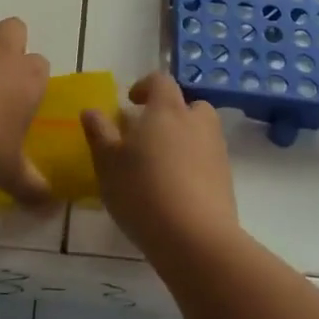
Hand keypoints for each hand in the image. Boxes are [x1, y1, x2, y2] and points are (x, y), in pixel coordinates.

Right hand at [82, 72, 237, 260]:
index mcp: (167, 109)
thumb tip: (91, 111)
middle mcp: (196, 122)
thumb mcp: (108, 162)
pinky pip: (207, 162)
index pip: (160, 81)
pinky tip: (176, 192)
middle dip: (170, 114)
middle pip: (188, 105)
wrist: (195, 238)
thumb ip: (99, 133)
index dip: (145, 86)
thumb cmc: (142, 191)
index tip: (131, 102)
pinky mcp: (226, 180)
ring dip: (183, 141)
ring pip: (200, 133)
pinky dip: (194, 168)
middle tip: (148, 136)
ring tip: (160, 167)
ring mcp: (216, 150)